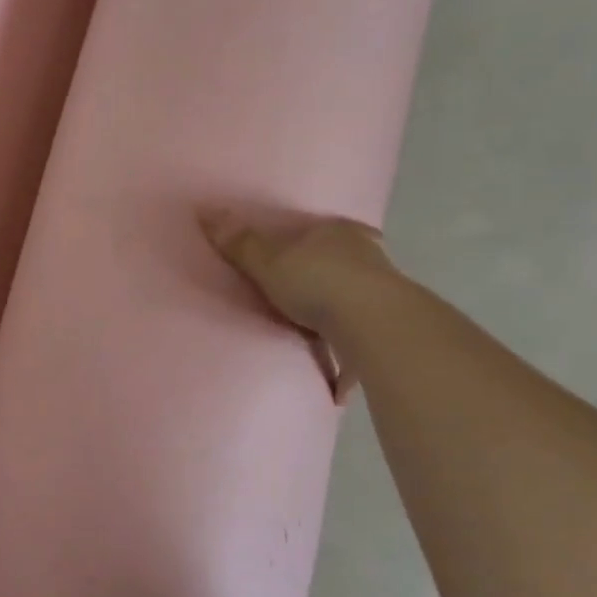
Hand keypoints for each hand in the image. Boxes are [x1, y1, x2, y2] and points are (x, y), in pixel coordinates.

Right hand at [200, 209, 400, 400]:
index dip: (310, 239)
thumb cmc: (318, 282)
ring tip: (318, 337)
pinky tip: (338, 386)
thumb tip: (206, 210)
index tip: (297, 253)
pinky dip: (351, 359)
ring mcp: (384, 294)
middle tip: (304, 295)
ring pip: (358, 301)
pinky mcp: (390, 330)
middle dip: (328, 277)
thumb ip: (241, 244)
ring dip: (342, 317)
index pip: (325, 228)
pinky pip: (363, 343)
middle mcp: (367, 257)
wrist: (374, 324)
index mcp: (338, 234)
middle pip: (345, 262)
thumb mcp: (268, 261)